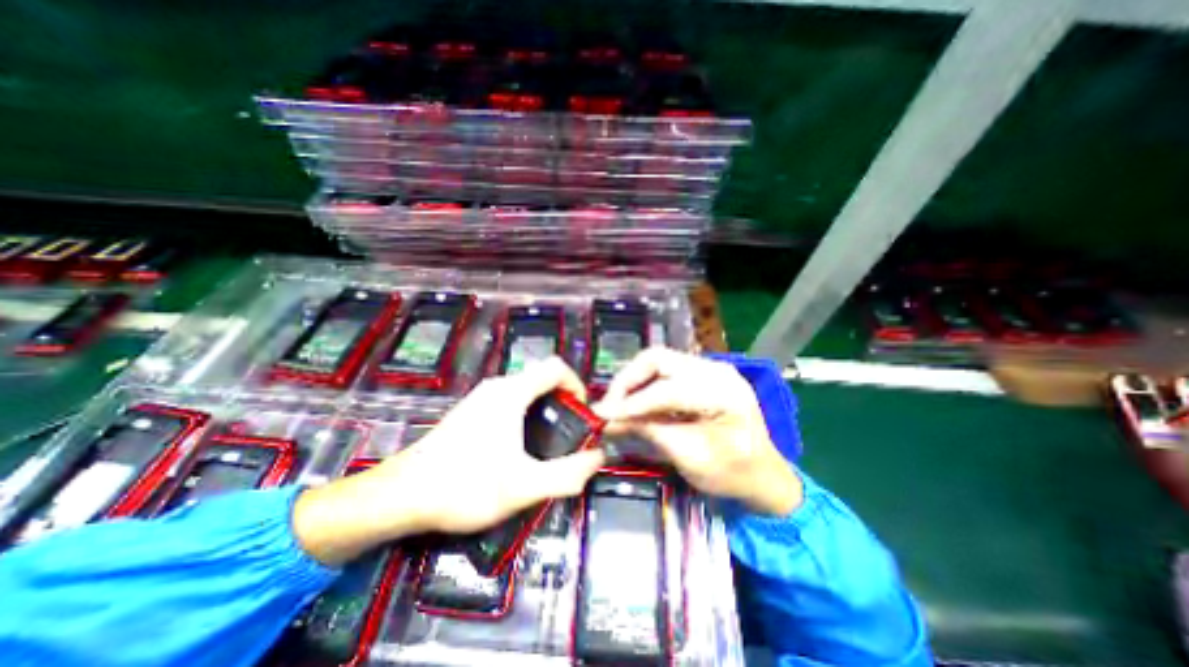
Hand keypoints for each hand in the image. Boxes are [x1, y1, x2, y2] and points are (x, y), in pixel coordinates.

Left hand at [292, 357, 607, 564]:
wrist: (400, 497)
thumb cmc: (464, 486)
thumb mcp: (523, 486)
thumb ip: (567, 474)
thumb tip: (598, 458)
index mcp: (511, 393)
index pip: (556, 367)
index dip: (576, 384)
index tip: (582, 414)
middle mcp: (496, 387)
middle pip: (542, 379)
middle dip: (563, 402)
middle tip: (569, 434)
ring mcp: (480, 398)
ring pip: (525, 392)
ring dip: (545, 410)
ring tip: (548, 444)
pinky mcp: (470, 412)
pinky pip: (509, 402)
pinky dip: (526, 416)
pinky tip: (518, 449)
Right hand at [591, 349, 797, 515]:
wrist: (765, 476)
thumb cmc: (734, 474)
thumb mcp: (690, 458)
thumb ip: (650, 432)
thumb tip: (609, 421)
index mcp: (724, 393)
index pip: (666, 389)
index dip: (631, 402)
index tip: (602, 416)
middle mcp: (716, 370)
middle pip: (658, 359)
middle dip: (628, 381)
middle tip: (609, 406)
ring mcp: (710, 368)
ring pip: (658, 361)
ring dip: (634, 381)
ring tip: (618, 405)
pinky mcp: (703, 374)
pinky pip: (666, 370)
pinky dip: (646, 384)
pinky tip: (636, 402)